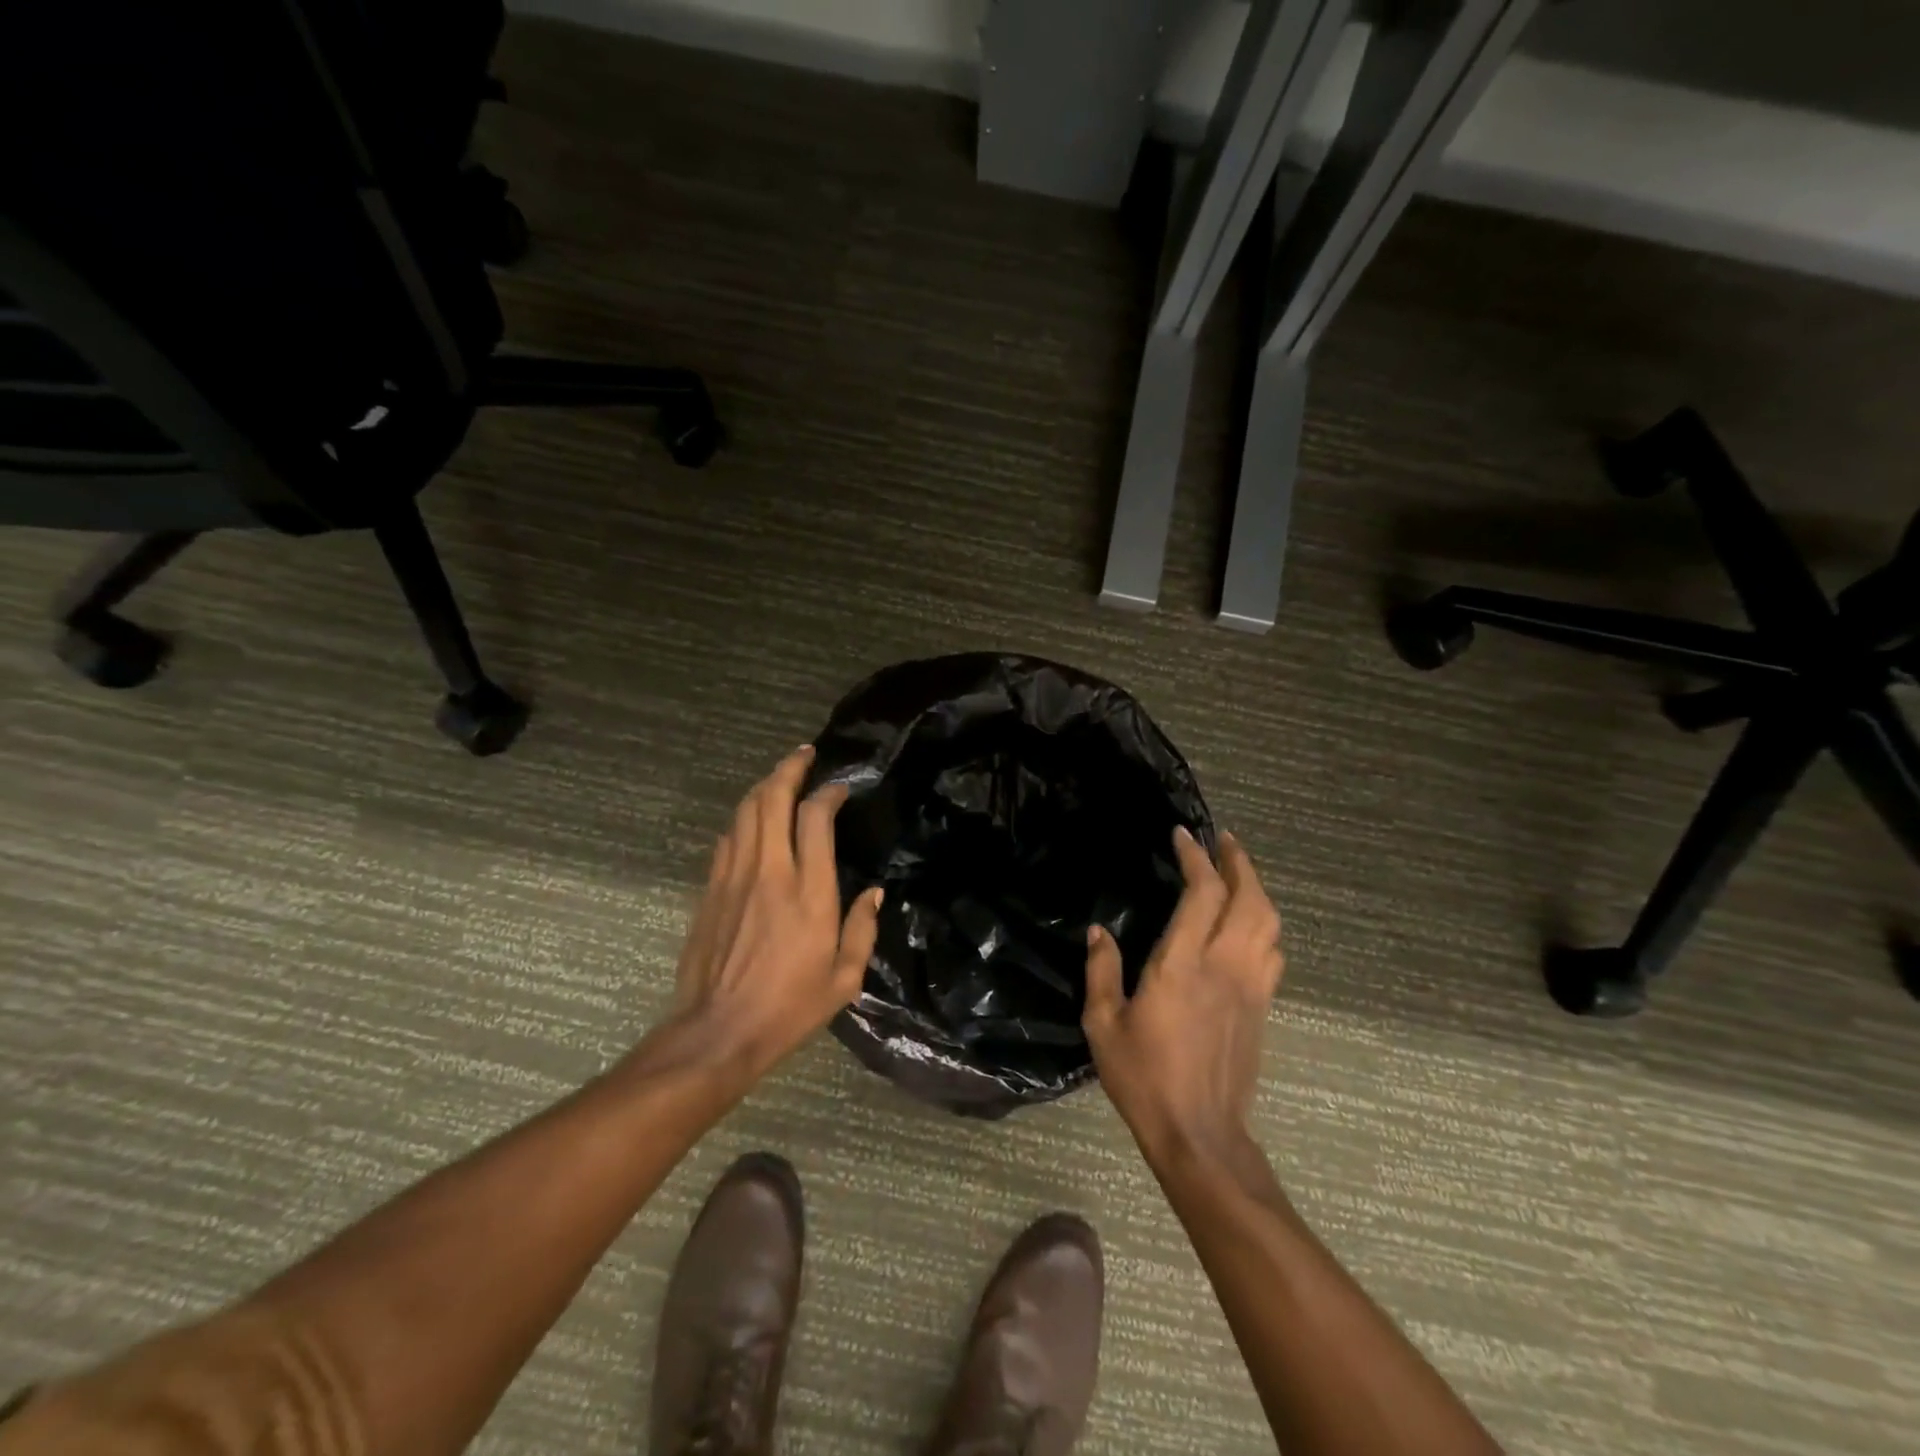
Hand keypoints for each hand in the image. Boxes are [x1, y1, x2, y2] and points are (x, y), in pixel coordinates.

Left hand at [668, 745, 882, 1080]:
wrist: (718, 1031)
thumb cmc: (789, 1008)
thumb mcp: (844, 978)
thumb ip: (862, 929)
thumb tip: (874, 892)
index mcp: (810, 891)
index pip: (816, 818)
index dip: (829, 793)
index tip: (840, 789)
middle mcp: (770, 871)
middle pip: (772, 799)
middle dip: (789, 769)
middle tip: (805, 755)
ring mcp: (734, 877)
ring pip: (745, 811)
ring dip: (764, 786)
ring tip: (781, 778)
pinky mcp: (711, 889)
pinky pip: (728, 838)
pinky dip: (743, 819)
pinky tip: (753, 821)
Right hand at [1082, 827, 1283, 1167]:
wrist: (1200, 1135)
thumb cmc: (1144, 1078)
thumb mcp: (1103, 1025)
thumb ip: (1101, 972)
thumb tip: (1099, 931)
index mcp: (1181, 966)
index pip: (1202, 894)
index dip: (1195, 857)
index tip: (1182, 835)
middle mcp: (1224, 967)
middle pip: (1249, 898)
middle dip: (1239, 861)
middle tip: (1222, 840)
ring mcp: (1250, 987)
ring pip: (1269, 923)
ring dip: (1257, 888)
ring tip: (1238, 872)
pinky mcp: (1262, 1008)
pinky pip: (1274, 952)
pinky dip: (1265, 925)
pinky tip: (1250, 923)